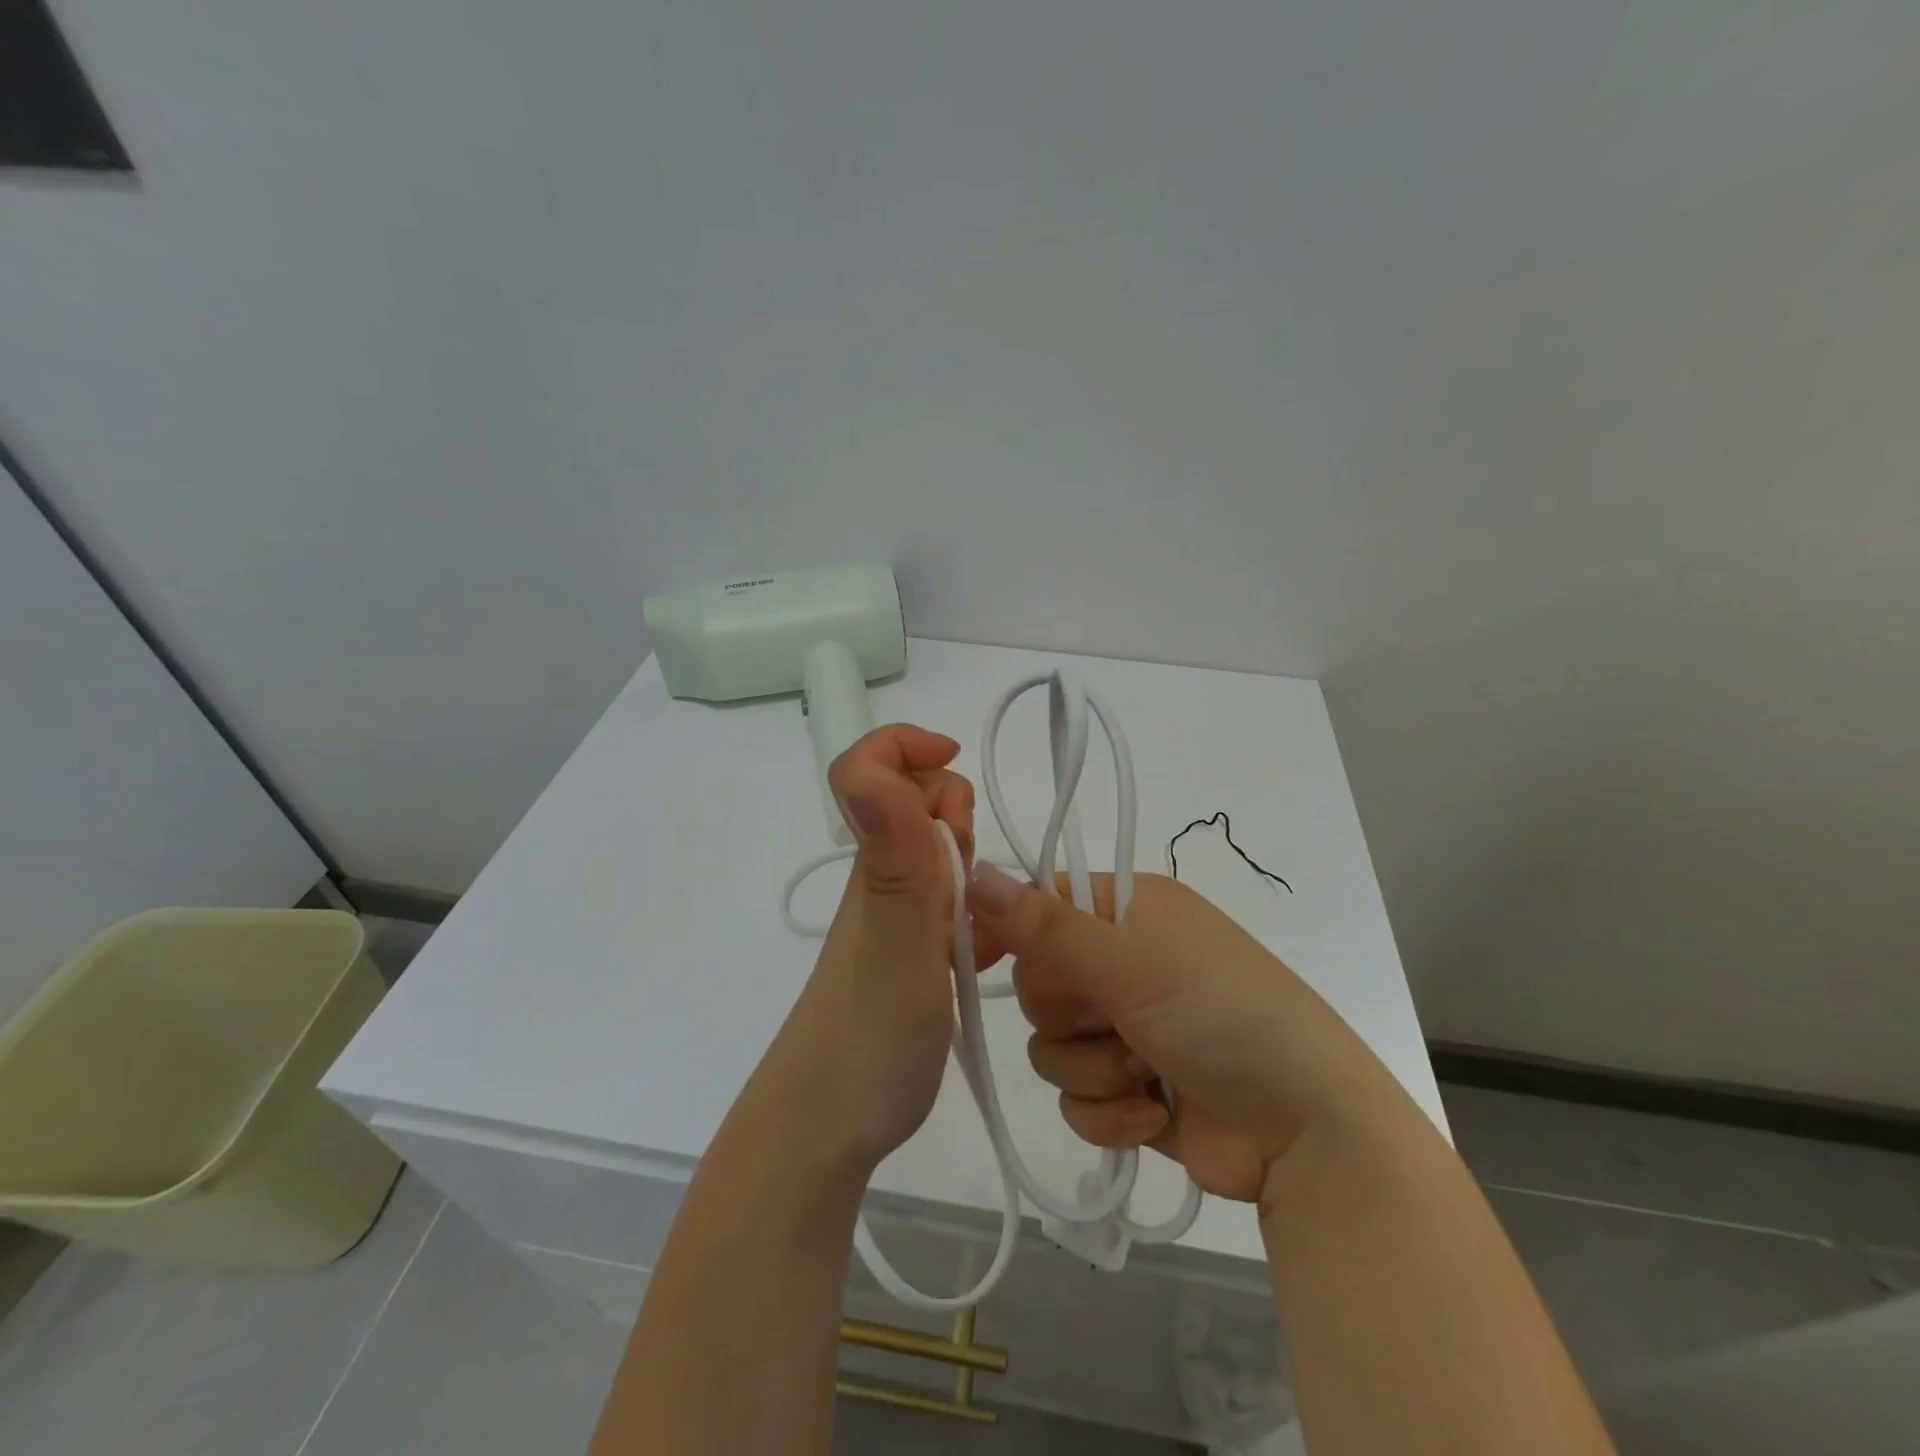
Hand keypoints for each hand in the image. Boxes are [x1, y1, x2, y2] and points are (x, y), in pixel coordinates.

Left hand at [755, 724, 974, 1173]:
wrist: (828, 1128)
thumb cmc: (867, 1038)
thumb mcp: (893, 946)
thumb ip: (894, 860)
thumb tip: (870, 768)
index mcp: (876, 862)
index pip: (868, 767)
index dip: (907, 748)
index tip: (957, 776)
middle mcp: (883, 878)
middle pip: (919, 803)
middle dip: (958, 817)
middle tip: (971, 882)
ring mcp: (898, 917)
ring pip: (942, 855)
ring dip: (975, 869)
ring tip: (987, 927)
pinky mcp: (914, 954)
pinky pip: (956, 906)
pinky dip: (982, 913)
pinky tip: (997, 952)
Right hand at [966, 867, 1400, 1211]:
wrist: (1307, 1132)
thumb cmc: (1220, 1015)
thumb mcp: (1130, 961)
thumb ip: (1044, 925)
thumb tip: (974, 871)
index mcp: (1130, 909)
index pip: (1042, 904)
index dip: (1011, 930)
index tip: (980, 960)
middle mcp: (1125, 961)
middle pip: (1039, 981)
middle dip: (1067, 1013)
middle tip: (1110, 1017)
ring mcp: (1128, 1027)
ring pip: (1051, 1045)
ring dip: (1092, 1067)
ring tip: (1145, 1073)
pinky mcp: (1131, 1089)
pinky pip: (1076, 1097)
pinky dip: (1108, 1111)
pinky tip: (1153, 1114)